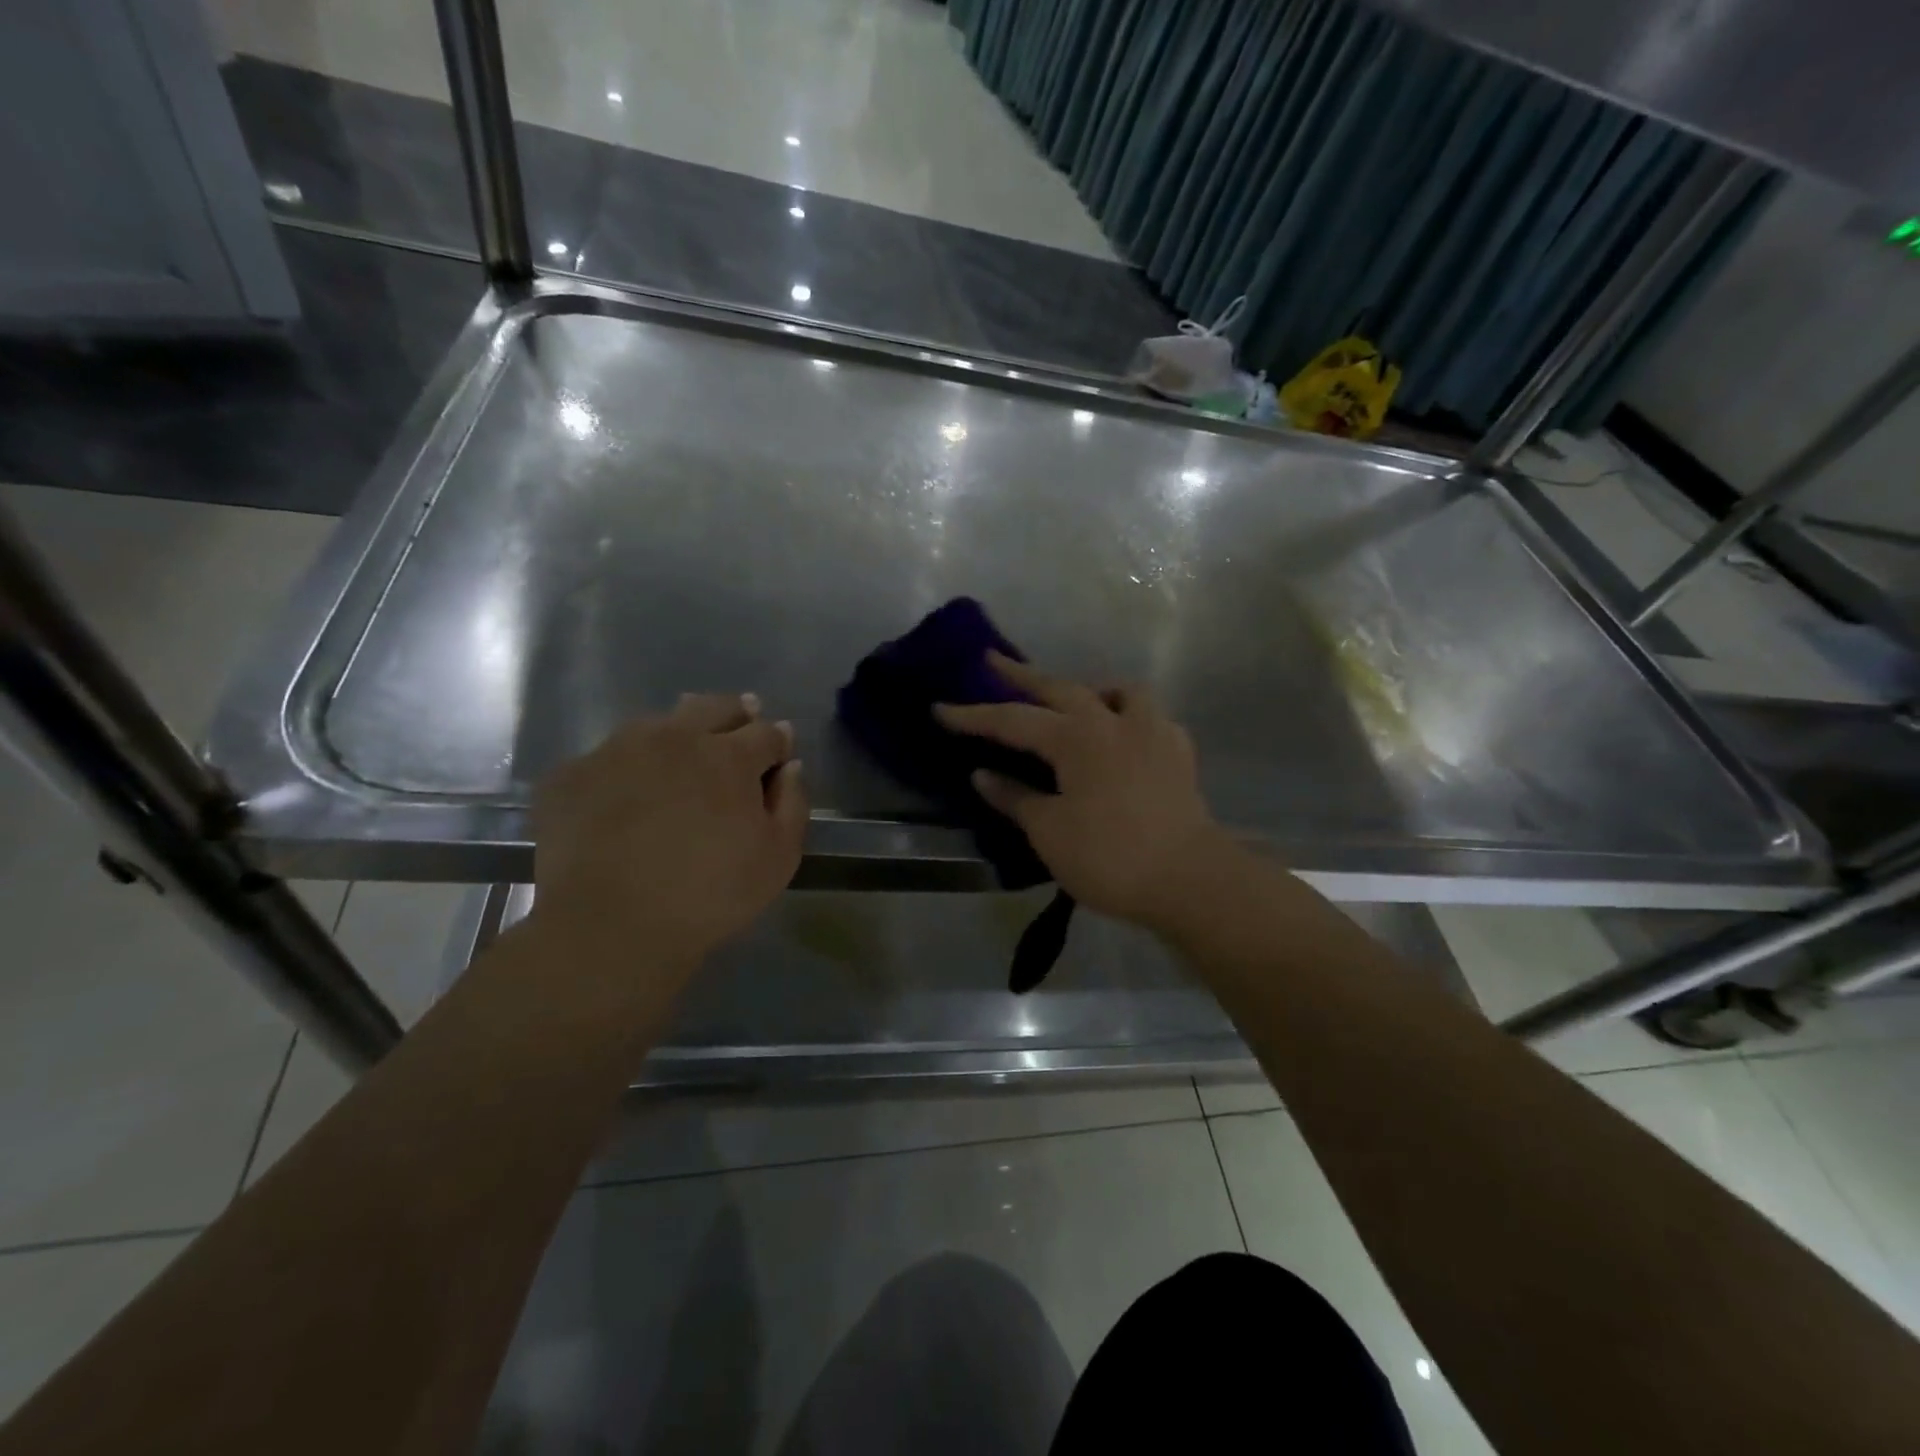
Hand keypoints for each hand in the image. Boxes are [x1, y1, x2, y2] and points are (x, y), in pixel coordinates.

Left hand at [532, 693, 806, 972]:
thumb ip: (792, 803)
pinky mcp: (570, 774)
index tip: (779, 752)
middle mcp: (674, 737)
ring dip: (678, 733)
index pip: (765, 732)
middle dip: (735, 714)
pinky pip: (608, 758)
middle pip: (714, 707)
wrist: (607, 926)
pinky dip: (626, 768)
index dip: (777, 741)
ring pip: (657, 724)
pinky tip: (625, 794)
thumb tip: (789, 767)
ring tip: (680, 757)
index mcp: (728, 756)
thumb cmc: (709, 895)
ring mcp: (617, 750)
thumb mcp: (777, 858)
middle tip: (739, 729)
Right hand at [936, 654, 1232, 929]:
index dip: (973, 716)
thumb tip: (982, 775)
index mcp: (1077, 737)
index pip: (1013, 720)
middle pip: (1060, 688)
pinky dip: (1128, 716)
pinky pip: (1148, 717)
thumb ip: (1014, 797)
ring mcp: (1152, 731)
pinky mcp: (1179, 752)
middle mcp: (1113, 721)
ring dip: (1089, 687)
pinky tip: (1124, 736)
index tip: (940, 708)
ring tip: (1075, 698)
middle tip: (993, 660)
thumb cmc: (1110, 857)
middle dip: (1022, 675)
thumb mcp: (1049, 831)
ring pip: (1118, 691)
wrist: (1190, 879)